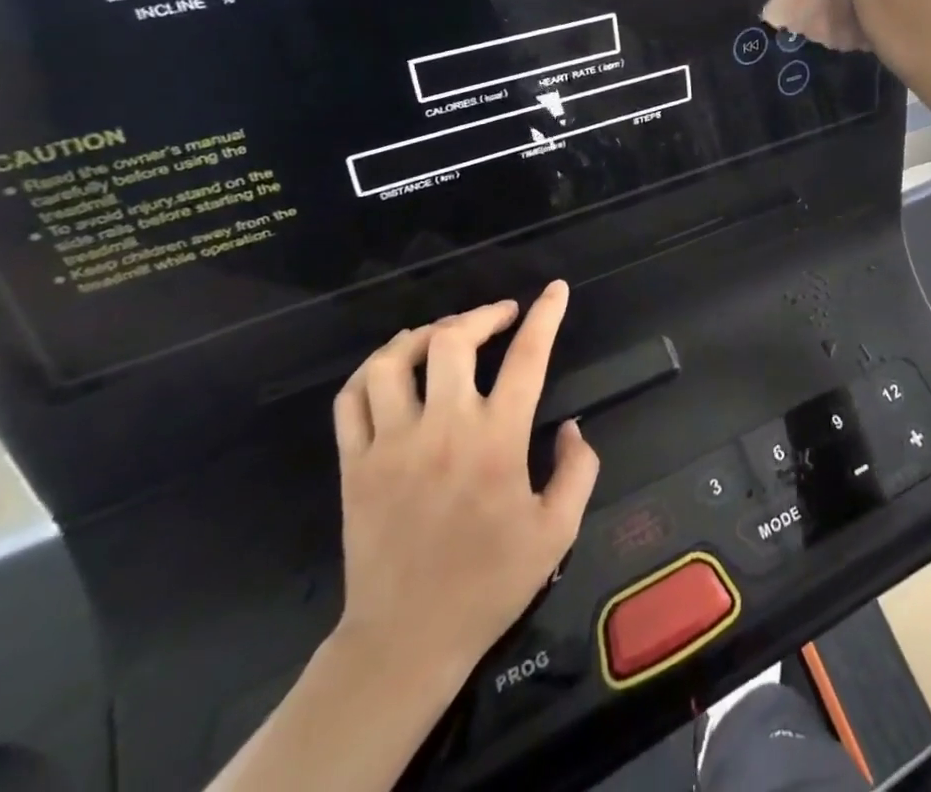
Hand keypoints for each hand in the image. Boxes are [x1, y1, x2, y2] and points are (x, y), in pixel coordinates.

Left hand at [330, 282, 598, 688]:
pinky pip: (352, 398)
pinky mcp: (354, 465)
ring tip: (444, 334)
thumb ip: (578, 470)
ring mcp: (391, 444)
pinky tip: (393, 366)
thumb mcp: (558, 531)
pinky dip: (372, 369)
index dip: (545, 315)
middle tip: (499, 315)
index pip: (526, 357)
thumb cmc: (489, 584)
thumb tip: (572, 427)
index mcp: (497, 441)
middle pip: (453, 341)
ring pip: (395, 361)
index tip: (555, 289)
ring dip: (423, 334)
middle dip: (481, 315)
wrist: (406, 640)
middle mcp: (443, 429)